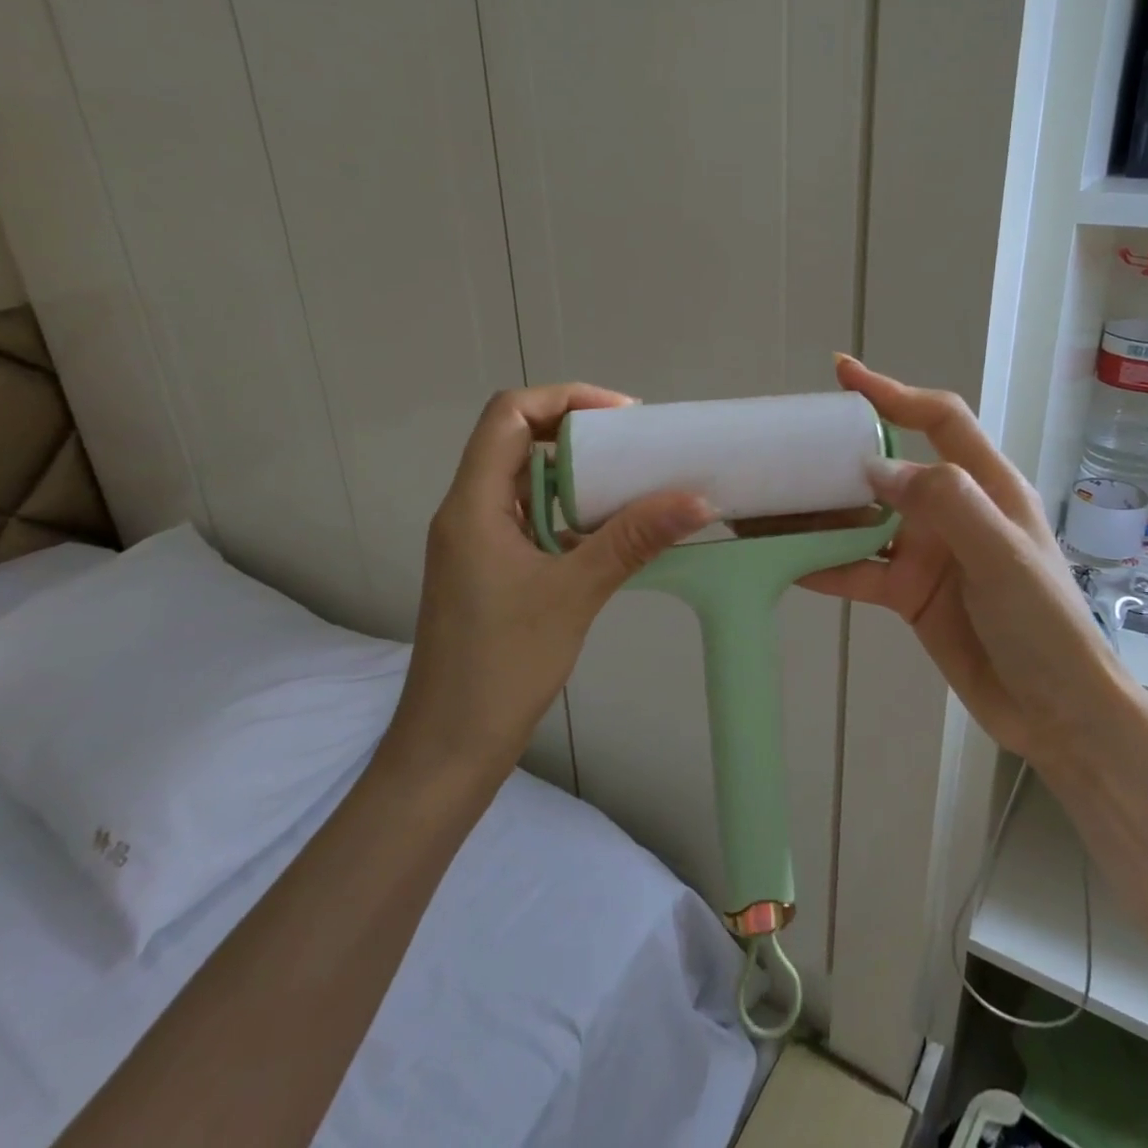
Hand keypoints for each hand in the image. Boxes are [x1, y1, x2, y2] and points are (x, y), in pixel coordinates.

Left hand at [385, 384, 713, 782]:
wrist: (450, 748)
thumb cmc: (501, 666)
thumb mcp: (574, 594)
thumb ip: (632, 540)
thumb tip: (696, 499)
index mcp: (473, 504)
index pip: (508, 415)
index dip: (564, 399)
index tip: (621, 417)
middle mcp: (469, 512)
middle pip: (518, 442)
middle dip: (578, 433)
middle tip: (636, 446)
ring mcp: (478, 543)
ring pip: (527, 483)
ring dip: (578, 475)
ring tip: (634, 481)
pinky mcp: (491, 571)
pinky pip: (533, 520)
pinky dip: (571, 513)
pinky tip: (612, 532)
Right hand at [801, 358, 1120, 770]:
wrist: (1056, 712)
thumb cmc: (1043, 625)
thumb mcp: (1002, 554)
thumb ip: (945, 502)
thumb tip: (874, 469)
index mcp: (985, 485)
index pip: (937, 419)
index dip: (893, 392)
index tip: (843, 374)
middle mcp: (951, 510)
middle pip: (887, 470)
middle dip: (838, 458)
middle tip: (784, 451)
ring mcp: (927, 553)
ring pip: (862, 522)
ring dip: (820, 515)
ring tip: (767, 506)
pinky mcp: (909, 593)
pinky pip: (858, 570)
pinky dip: (824, 565)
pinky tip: (784, 562)